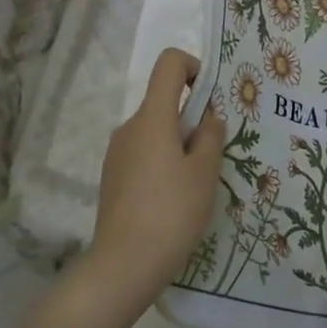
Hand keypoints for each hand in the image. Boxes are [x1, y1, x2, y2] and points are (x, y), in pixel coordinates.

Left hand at [86, 47, 224, 308]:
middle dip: (192, 119)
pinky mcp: (112, 176)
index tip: (210, 99)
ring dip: (178, 144)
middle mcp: (129, 127)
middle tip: (213, 156)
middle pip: (164, 103)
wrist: (124, 263)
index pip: (169, 64)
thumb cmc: (172, 211)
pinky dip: (162, 163)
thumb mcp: (205, 173)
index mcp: (152, 117)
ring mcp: (117, 152)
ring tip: (195, 183)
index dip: (193, 68)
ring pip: (155, 132)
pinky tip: (173, 199)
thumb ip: (211, 137)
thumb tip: (209, 117)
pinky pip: (143, 154)